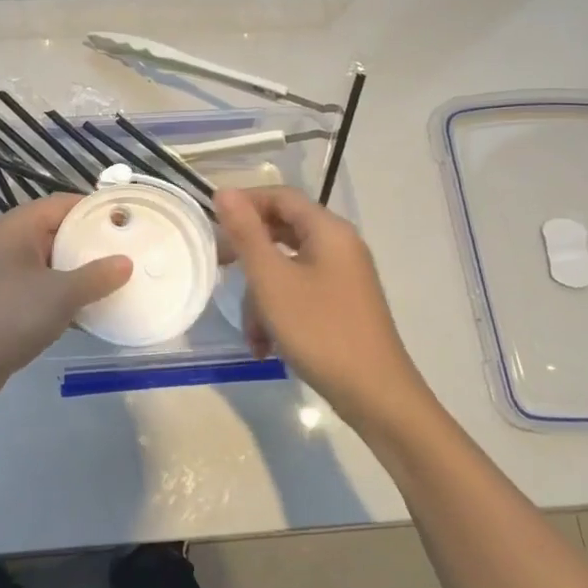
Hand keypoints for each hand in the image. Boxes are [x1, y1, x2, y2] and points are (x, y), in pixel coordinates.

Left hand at [0, 194, 131, 419]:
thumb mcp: (58, 294)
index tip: (134, 220)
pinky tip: (99, 311)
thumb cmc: (5, 317)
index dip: (98, 209)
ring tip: (125, 281)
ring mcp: (9, 276)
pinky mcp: (11, 305)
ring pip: (56, 265)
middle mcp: (12, 245)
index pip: (65, 204)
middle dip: (96, 243)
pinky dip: (70, 298)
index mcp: (18, 227)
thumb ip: (96, 276)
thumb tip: (126, 263)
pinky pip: (48, 292)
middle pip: (62, 233)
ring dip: (85, 274)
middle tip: (136, 252)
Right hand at [215, 187, 427, 423]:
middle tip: (219, 268)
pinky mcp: (342, 305)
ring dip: (261, 297)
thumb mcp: (271, 280)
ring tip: (251, 333)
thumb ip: (246, 233)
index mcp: (328, 230)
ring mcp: (343, 277)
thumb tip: (225, 192)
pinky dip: (279, 313)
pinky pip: (300, 293)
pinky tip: (266, 347)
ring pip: (287, 268)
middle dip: (249, 256)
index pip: (280, 196)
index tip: (212, 223)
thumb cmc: (319, 329)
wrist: (375, 395)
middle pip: (282, 232)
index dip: (245, 202)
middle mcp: (339, 246)